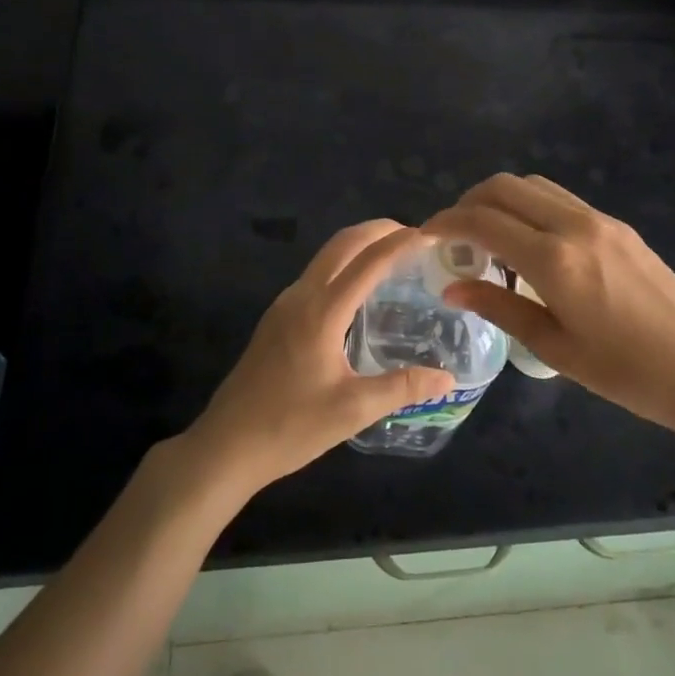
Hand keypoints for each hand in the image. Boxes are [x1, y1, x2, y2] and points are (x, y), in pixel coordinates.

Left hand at [185, 220, 456, 493]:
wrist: (226, 444)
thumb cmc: (290, 426)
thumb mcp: (353, 411)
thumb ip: (402, 387)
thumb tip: (448, 378)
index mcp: (321, 311)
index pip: (368, 262)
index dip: (400, 243)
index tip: (430, 234)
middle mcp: (301, 296)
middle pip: (342, 244)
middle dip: (377, 230)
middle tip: (413, 236)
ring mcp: (284, 305)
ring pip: (325, 257)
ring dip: (358, 245)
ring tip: (391, 256)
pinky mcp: (276, 318)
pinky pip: (315, 275)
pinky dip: (342, 265)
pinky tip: (357, 291)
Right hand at [424, 174, 674, 439]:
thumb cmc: (626, 373)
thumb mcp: (555, 348)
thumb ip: (499, 307)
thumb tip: (452, 287)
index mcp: (555, 261)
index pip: (484, 221)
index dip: (446, 222)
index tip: (425, 236)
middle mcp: (574, 226)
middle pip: (504, 187)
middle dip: (468, 202)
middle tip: (453, 235)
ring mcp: (599, 220)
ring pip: (533, 185)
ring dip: (500, 200)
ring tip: (488, 238)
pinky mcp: (617, 224)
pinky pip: (559, 198)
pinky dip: (529, 206)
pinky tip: (529, 243)